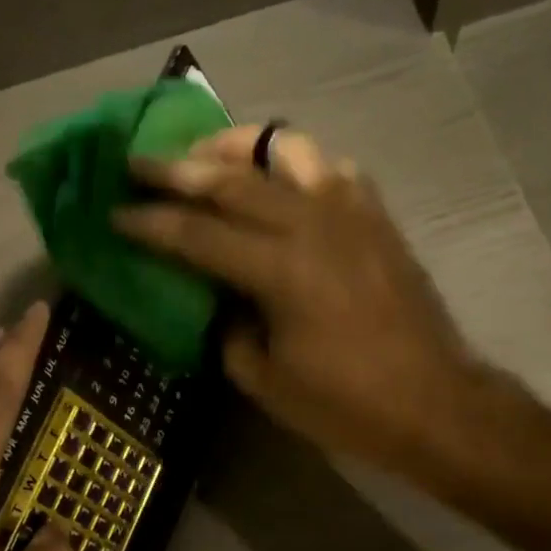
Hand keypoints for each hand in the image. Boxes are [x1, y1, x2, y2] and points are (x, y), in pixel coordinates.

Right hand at [113, 127, 482, 476]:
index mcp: (280, 270)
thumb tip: (218, 299)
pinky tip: (278, 184)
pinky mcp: (376, 214)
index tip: (115, 211)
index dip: (150, 222)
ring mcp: (351, 210)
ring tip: (209, 158)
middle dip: (178, 168)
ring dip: (238, 147)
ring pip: (286, 148)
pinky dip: (293, 165)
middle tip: (139, 162)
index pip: (197, 233)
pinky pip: (328, 167)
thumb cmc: (346, 403)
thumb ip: (228, 330)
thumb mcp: (265, 380)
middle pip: (232, 178)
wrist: (435, 402)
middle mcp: (313, 223)